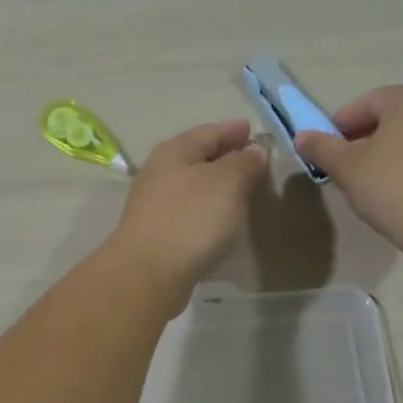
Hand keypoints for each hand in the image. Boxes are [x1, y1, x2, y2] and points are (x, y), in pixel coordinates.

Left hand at [105, 119, 268, 309]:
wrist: (148, 273)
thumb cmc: (191, 218)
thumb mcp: (227, 182)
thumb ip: (244, 162)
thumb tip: (254, 150)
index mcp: (174, 152)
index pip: (208, 132)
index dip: (232, 130)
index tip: (252, 130)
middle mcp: (159, 172)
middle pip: (196, 157)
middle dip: (224, 155)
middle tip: (252, 158)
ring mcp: (154, 204)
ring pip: (191, 184)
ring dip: (215, 183)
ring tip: (241, 188)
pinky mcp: (156, 232)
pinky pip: (188, 210)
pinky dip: (207, 207)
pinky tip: (221, 218)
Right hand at [294, 85, 402, 243]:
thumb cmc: (393, 186)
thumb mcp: (346, 167)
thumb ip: (322, 148)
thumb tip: (301, 137)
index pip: (366, 103)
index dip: (341, 125)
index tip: (327, 150)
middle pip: (393, 117)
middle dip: (366, 138)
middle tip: (347, 166)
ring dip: (391, 152)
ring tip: (373, 181)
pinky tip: (402, 190)